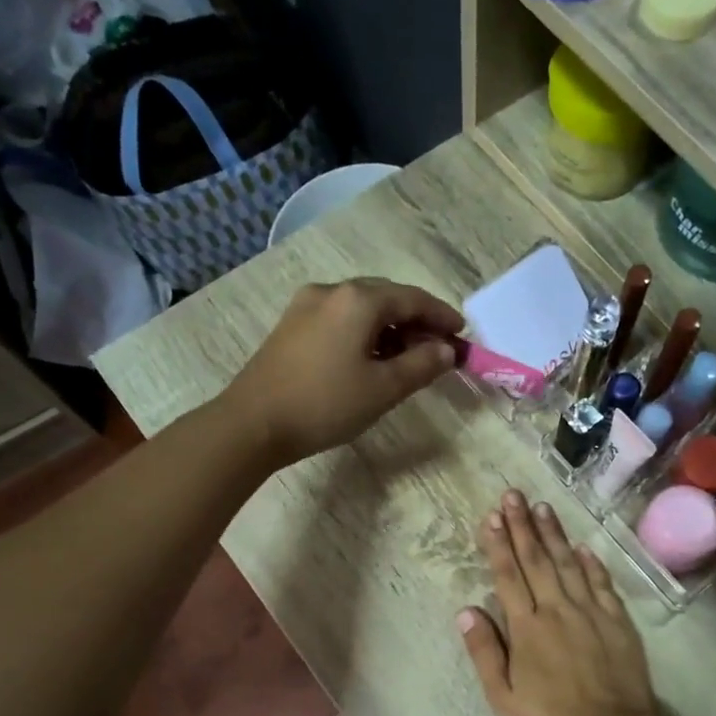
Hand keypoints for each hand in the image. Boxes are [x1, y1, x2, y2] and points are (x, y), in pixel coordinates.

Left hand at [221, 277, 463, 465]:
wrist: (253, 423)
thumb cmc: (326, 404)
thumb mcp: (384, 388)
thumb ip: (422, 365)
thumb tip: (447, 350)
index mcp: (359, 300)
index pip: (413, 299)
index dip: (442, 316)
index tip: (462, 335)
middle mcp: (332, 291)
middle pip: (387, 298)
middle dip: (416, 321)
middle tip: (438, 349)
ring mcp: (306, 306)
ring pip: (362, 309)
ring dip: (390, 328)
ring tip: (408, 359)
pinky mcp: (291, 326)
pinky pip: (341, 319)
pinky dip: (365, 333)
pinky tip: (371, 359)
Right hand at [458, 491, 662, 715]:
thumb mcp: (504, 698)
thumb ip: (485, 652)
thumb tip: (466, 611)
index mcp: (527, 627)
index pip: (509, 576)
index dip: (499, 544)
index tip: (492, 516)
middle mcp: (558, 609)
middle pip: (537, 560)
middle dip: (523, 525)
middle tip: (514, 495)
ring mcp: (591, 612)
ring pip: (569, 563)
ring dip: (554, 534)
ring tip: (543, 507)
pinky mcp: (617, 621)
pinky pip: (602, 583)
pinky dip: (592, 562)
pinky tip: (583, 545)